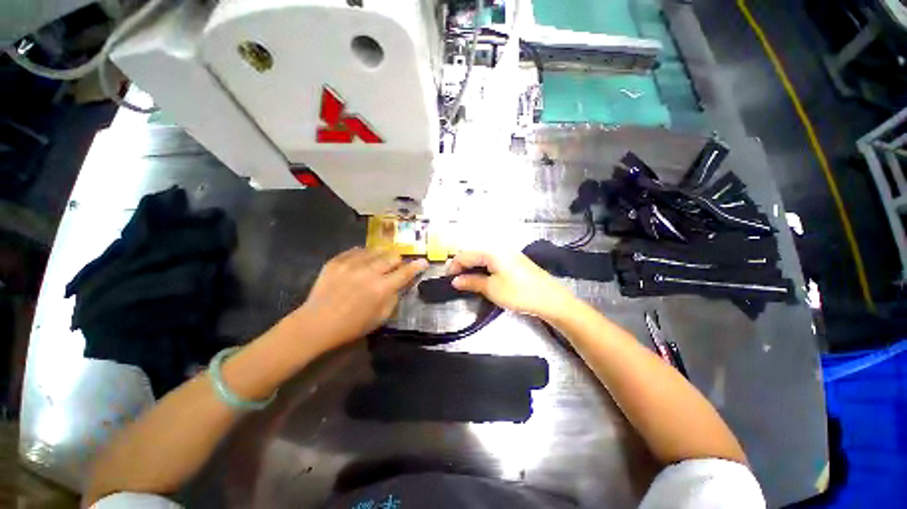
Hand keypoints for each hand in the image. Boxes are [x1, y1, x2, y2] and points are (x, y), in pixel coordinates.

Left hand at [290, 248, 427, 349]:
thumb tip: (400, 284)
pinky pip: (357, 250)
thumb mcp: (381, 318)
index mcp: (382, 288)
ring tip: (378, 263)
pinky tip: (362, 262)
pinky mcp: (337, 261)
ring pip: (376, 250)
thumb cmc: (352, 326)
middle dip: (398, 261)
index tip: (423, 261)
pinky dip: (364, 255)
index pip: (406, 272)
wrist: (316, 324)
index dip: (417, 266)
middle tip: (394, 267)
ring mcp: (351, 264)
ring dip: (381, 256)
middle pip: (392, 256)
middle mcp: (369, 271)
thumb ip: (394, 298)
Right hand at [447, 251, 577, 319]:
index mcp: (492, 252)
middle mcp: (499, 248)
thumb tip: (455, 280)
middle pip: (474, 254)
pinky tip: (485, 280)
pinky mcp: (515, 262)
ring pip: (484, 258)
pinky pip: (493, 261)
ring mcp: (509, 254)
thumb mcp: (492, 289)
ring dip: (473, 269)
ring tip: (469, 283)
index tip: (448, 280)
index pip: (465, 255)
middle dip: (463, 267)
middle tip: (458, 282)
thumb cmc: (519, 293)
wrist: (551, 299)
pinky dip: (484, 269)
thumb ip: (472, 282)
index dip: (454, 266)